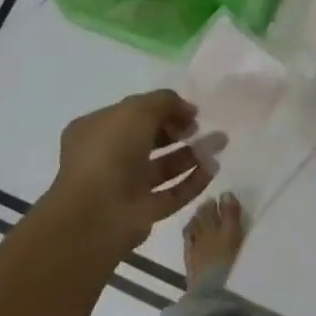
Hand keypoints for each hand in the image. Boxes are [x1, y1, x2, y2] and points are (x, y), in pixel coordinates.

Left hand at [46, 90, 220, 254]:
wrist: (95, 214)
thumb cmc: (109, 152)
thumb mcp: (136, 110)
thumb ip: (165, 102)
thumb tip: (188, 109)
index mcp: (97, 130)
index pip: (133, 114)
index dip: (162, 109)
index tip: (189, 110)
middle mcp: (109, 157)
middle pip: (150, 140)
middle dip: (179, 131)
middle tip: (202, 127)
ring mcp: (126, 186)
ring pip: (164, 167)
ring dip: (192, 154)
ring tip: (220, 143)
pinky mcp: (143, 212)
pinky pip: (173, 192)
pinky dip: (193, 181)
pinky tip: (213, 168)